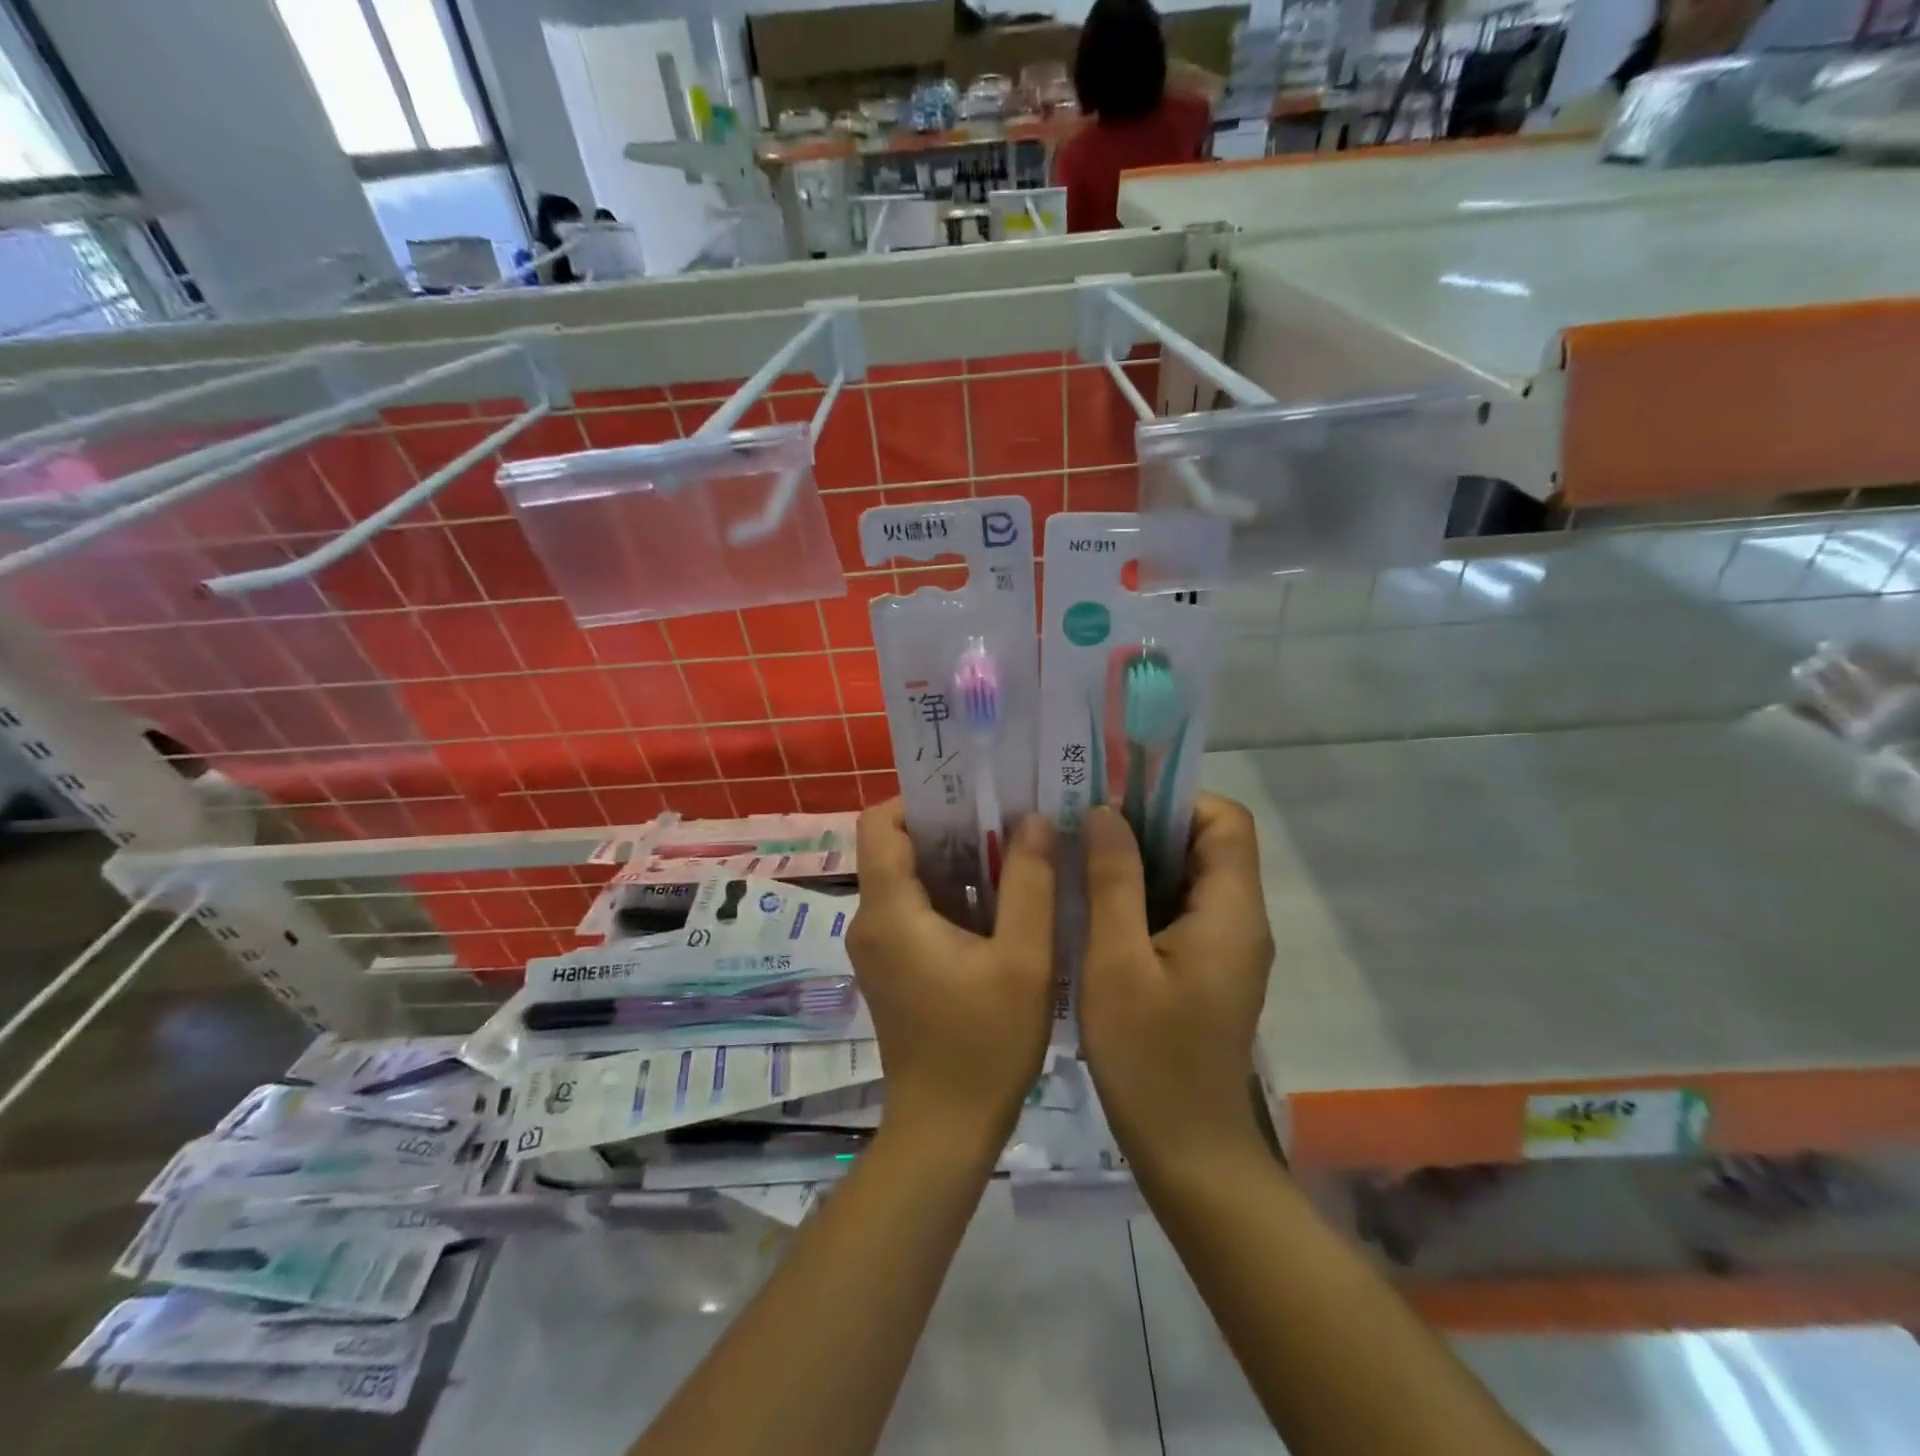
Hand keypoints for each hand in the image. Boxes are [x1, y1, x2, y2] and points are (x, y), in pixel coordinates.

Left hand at [848, 801, 1056, 1145]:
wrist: (945, 1130)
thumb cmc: (984, 1044)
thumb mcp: (1024, 960)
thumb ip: (1030, 884)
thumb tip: (1032, 819)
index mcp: (890, 910)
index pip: (880, 823)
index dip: (920, 798)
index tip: (974, 797)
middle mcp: (872, 920)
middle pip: (898, 847)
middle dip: (951, 827)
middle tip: (1011, 819)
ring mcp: (879, 946)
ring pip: (910, 879)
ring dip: (957, 862)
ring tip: (1016, 853)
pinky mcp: (894, 967)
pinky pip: (916, 910)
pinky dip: (953, 896)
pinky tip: (1003, 903)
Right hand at [1078, 796, 1274, 1172]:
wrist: (1189, 1154)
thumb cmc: (1150, 1057)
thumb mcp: (1117, 961)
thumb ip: (1114, 880)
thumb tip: (1107, 811)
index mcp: (1230, 910)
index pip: (1224, 819)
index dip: (1173, 799)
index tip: (1114, 803)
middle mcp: (1239, 920)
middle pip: (1206, 844)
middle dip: (1146, 826)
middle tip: (1083, 826)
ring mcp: (1224, 948)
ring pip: (1187, 877)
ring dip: (1138, 862)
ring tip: (1079, 860)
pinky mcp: (1205, 970)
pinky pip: (1178, 911)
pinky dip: (1140, 897)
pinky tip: (1092, 908)